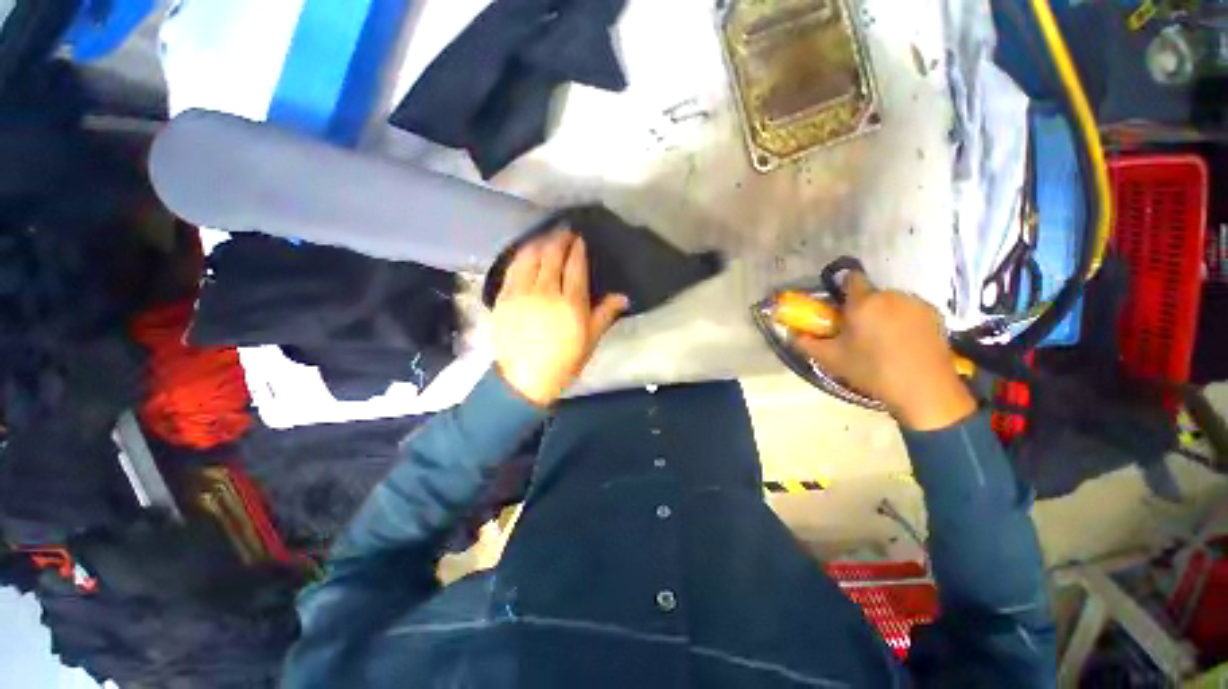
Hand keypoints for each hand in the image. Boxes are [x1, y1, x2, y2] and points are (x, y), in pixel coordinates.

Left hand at [492, 229, 628, 406]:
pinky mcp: (504, 297)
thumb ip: (605, 314)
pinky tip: (526, 251)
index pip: (575, 266)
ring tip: (547, 236)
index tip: (580, 239)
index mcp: (571, 304)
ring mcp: (521, 293)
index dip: (577, 249)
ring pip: (530, 256)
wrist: (524, 380)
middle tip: (565, 230)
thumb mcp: (590, 341)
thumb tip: (623, 296)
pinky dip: (521, 255)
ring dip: (540, 242)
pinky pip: (512, 268)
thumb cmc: (563, 363)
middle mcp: (545, 292)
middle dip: (559, 239)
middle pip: (552, 255)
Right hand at [794, 273, 975, 430]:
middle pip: (871, 294)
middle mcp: (891, 295)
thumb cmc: (872, 371)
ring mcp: (916, 304)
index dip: (842, 288)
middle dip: (862, 308)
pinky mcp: (935, 315)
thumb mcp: (831, 359)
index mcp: (864, 302)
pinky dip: (903, 320)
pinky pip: (910, 310)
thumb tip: (792, 333)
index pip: (851, 278)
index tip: (839, 306)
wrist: (924, 390)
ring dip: (883, 313)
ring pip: (891, 302)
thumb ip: (806, 343)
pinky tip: (903, 342)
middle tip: (857, 331)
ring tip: (882, 339)